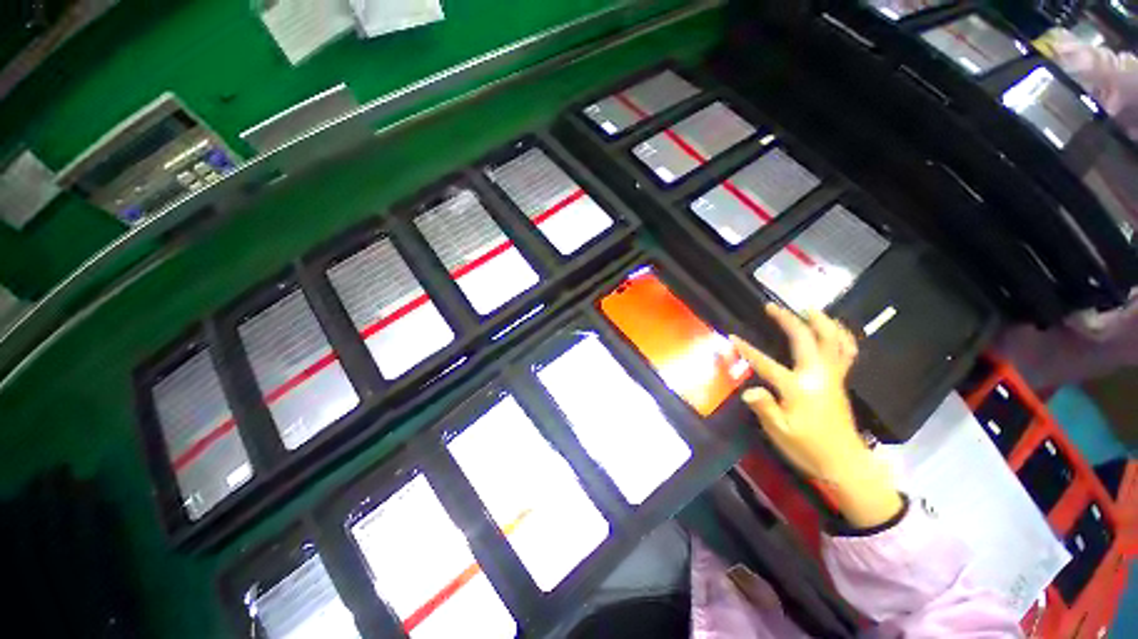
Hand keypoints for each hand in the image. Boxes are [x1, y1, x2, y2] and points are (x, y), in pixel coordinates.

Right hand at [731, 304, 901, 528]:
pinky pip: (846, 351)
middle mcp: (817, 376)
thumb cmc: (807, 448)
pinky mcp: (840, 380)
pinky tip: (832, 329)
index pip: (766, 364)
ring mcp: (833, 376)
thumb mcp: (779, 432)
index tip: (732, 337)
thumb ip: (764, 408)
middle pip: (804, 340)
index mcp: (798, 389)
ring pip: (832, 340)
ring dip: (820, 321)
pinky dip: (841, 336)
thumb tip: (748, 390)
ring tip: (809, 308)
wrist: (845, 463)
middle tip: (772, 306)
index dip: (747, 350)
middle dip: (787, 320)